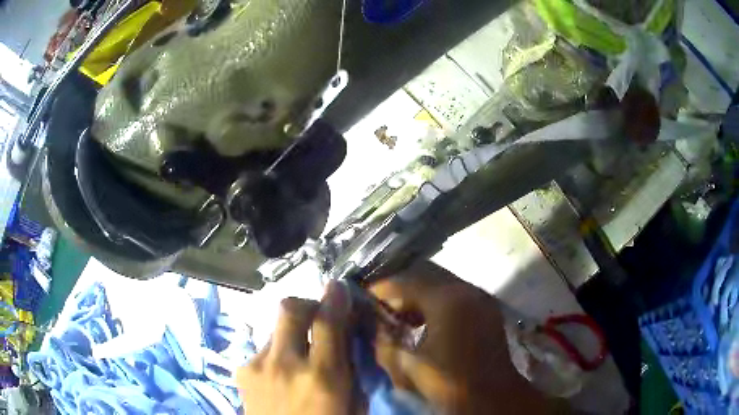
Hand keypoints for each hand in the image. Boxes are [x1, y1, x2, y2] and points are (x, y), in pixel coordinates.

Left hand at [236, 281, 358, 414]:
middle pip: (289, 309)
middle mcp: (284, 364)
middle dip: (305, 304)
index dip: (334, 298)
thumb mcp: (352, 403)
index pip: (327, 323)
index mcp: (321, 377)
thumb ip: (350, 367)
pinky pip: (263, 349)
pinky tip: (279, 374)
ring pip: (275, 329)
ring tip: (296, 358)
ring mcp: (257, 366)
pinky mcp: (241, 370)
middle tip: (315, 316)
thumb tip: (345, 334)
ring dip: (290, 335)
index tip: (337, 286)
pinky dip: (276, 354)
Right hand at [370, 261, 559, 413]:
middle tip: (380, 310)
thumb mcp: (407, 366)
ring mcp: (481, 298)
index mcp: (447, 300)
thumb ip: (383, 341)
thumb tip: (372, 324)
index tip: (362, 299)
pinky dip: (437, 306)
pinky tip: (426, 324)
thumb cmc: (449, 382)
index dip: (380, 290)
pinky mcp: (487, 309)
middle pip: (424, 280)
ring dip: (419, 300)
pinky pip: (456, 298)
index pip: (404, 283)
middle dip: (399, 294)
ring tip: (401, 319)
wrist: (492, 397)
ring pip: (441, 288)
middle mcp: (467, 290)